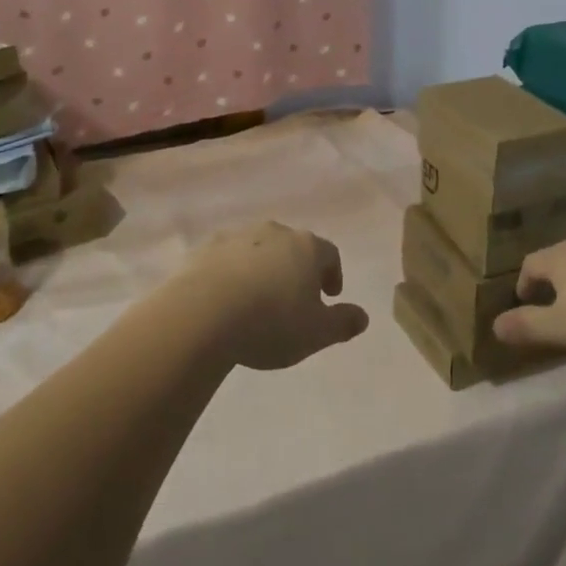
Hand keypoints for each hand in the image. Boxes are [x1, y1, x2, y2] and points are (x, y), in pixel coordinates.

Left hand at [179, 221, 369, 370]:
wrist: (203, 312)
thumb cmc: (270, 322)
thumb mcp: (316, 333)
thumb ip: (343, 323)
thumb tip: (362, 316)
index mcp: (306, 247)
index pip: (329, 254)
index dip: (333, 274)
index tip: (330, 295)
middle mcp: (275, 232)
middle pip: (294, 247)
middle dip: (297, 269)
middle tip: (295, 298)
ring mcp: (238, 236)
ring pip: (260, 249)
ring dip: (264, 268)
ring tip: (258, 300)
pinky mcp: (206, 247)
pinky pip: (227, 257)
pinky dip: (232, 272)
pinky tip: (226, 298)